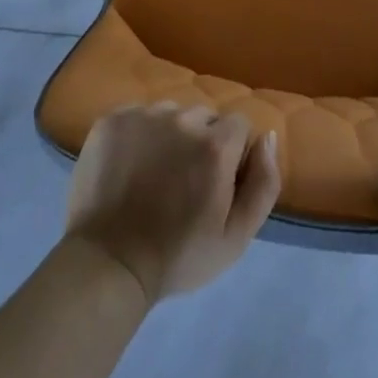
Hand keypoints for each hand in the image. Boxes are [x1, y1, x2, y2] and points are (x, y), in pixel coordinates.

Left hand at [64, 102, 281, 305]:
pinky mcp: (112, 119)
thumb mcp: (236, 237)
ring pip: (170, 113)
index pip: (239, 125)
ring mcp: (143, 115)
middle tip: (184, 182)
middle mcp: (181, 119)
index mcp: (215, 145)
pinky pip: (138, 115)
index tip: (217, 183)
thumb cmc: (178, 256)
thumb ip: (263, 184)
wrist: (109, 263)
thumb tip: (267, 137)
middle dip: (202, 142)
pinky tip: (130, 166)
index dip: (233, 154)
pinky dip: (139, 134)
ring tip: (155, 174)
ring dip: (170, 135)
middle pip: (204, 116)